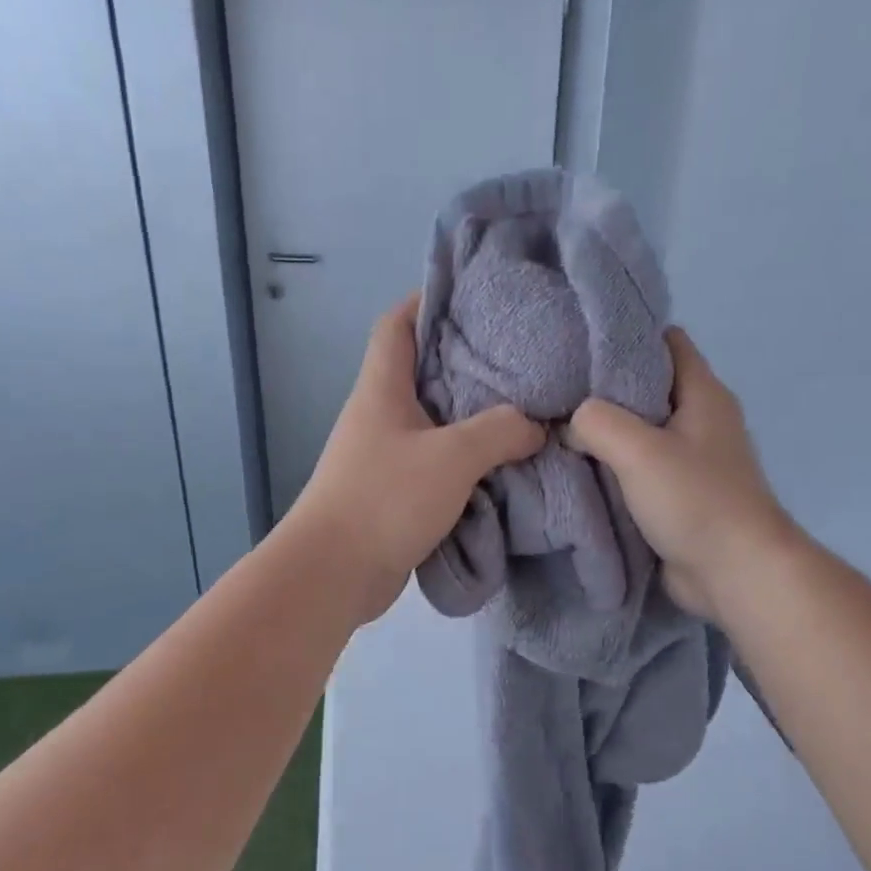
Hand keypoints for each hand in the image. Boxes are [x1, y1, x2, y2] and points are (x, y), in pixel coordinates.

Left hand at [293, 294, 544, 623]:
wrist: (334, 574)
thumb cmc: (385, 499)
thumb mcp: (452, 456)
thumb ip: (500, 431)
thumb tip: (537, 426)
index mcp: (382, 389)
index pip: (398, 324)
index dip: (429, 300)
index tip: (475, 296)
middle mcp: (379, 416)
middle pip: (423, 372)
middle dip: (468, 362)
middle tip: (521, 359)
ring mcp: (384, 458)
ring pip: (434, 424)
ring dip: (472, 420)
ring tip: (523, 412)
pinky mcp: (393, 495)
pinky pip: (436, 466)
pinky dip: (466, 464)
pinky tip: (502, 467)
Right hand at [567, 328, 790, 619]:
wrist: (733, 573)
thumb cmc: (695, 501)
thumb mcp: (638, 450)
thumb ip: (596, 423)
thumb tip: (569, 423)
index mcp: (703, 394)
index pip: (665, 341)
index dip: (625, 339)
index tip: (579, 348)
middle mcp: (700, 420)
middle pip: (647, 387)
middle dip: (604, 390)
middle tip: (556, 393)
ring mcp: (691, 460)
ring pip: (640, 431)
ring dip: (605, 434)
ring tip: (557, 430)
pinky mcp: (679, 495)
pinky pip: (639, 469)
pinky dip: (613, 468)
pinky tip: (579, 471)